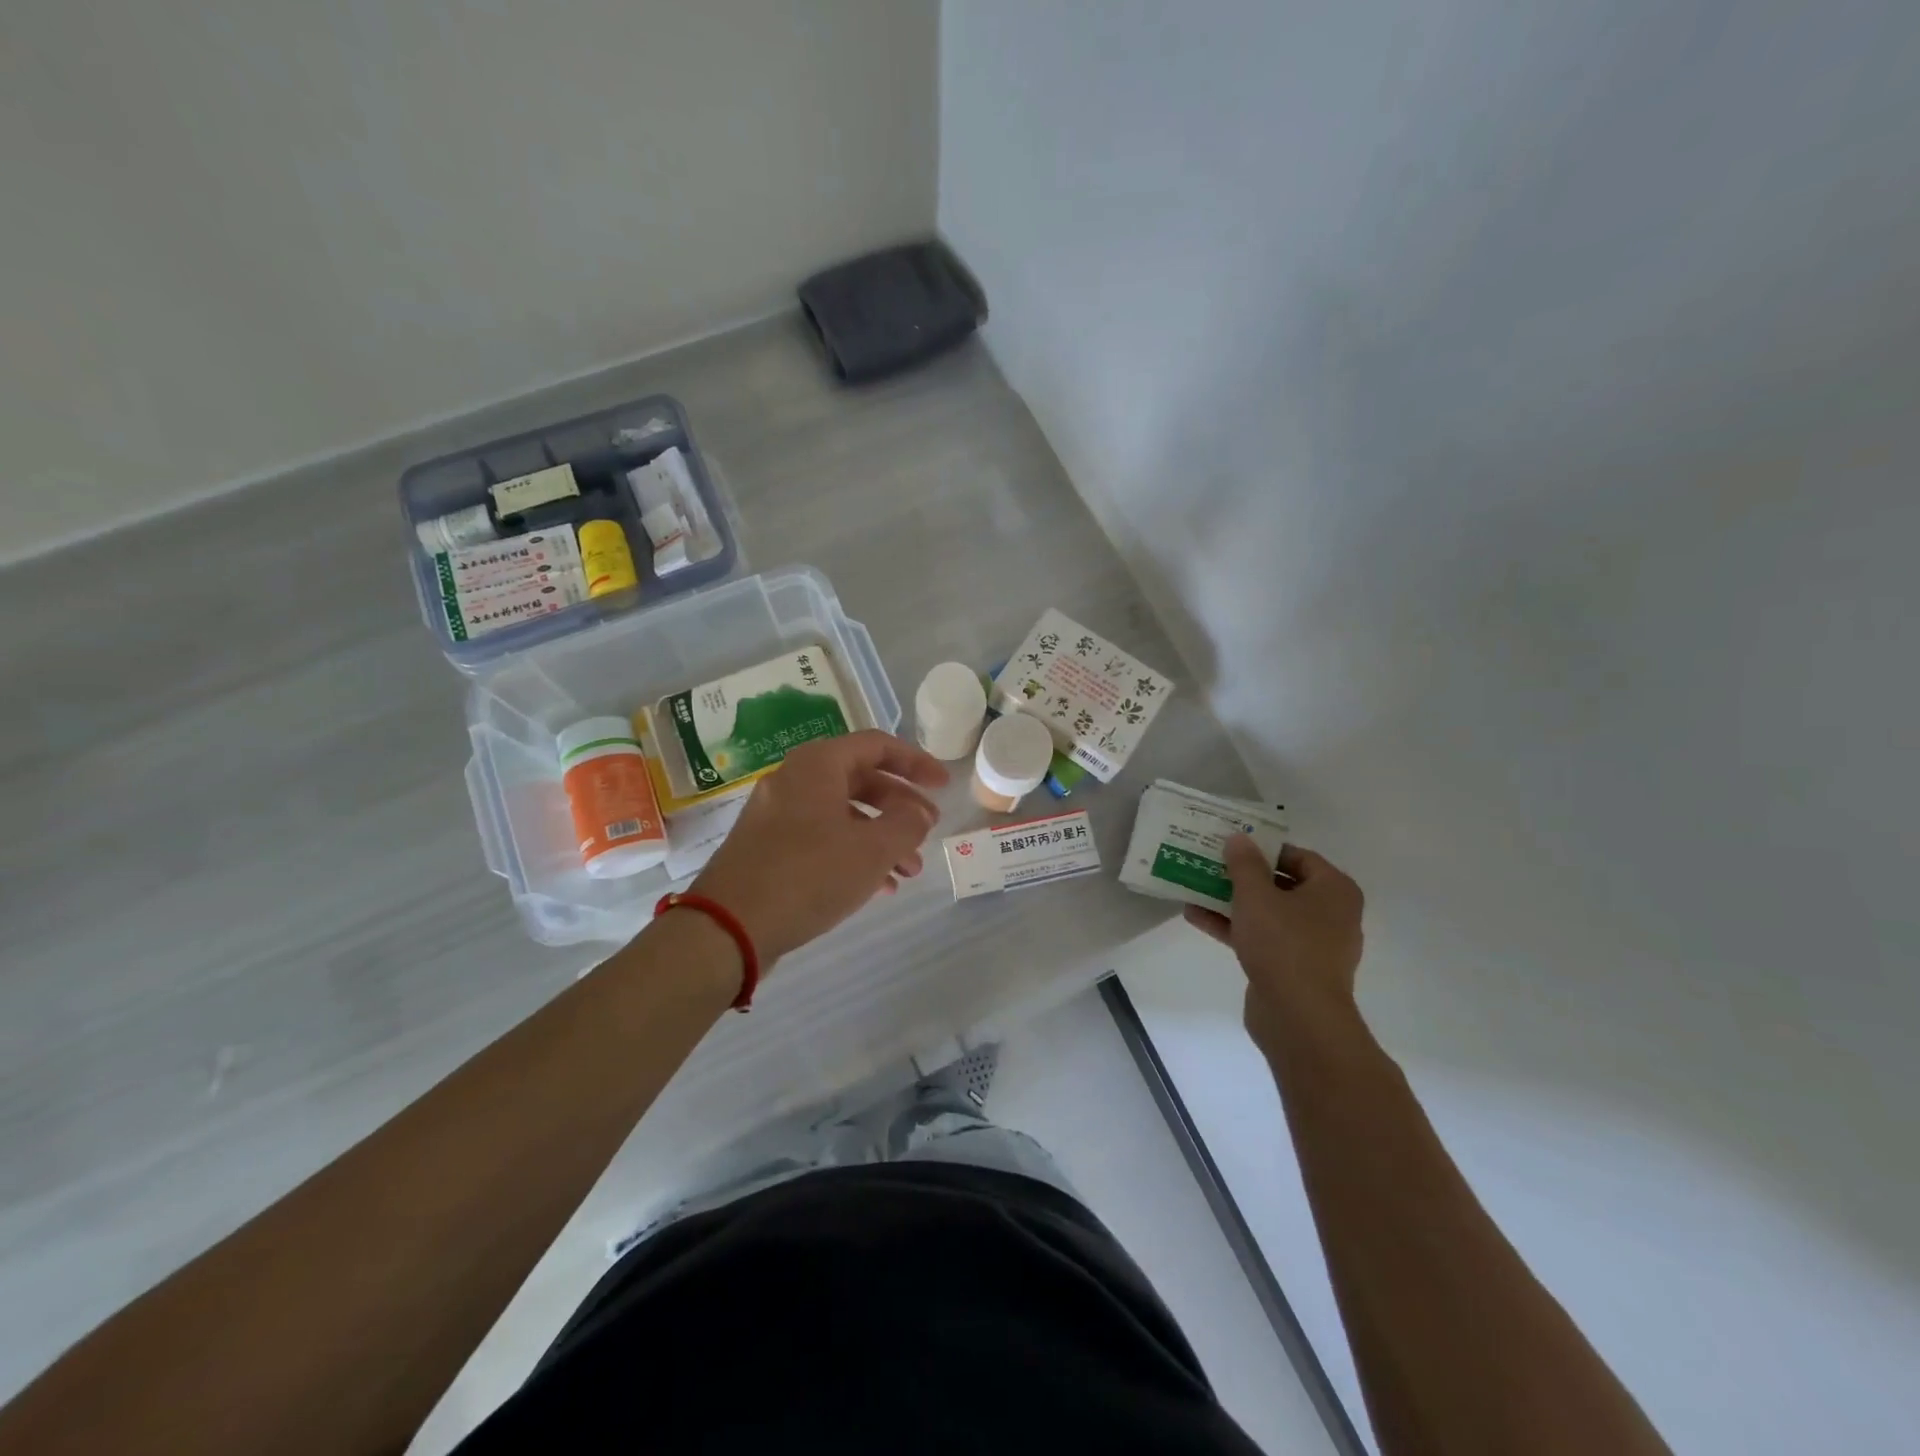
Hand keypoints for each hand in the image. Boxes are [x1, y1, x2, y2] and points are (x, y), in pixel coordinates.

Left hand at [689, 730, 947, 966]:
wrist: (728, 928)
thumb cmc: (809, 875)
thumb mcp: (873, 849)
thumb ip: (907, 824)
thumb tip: (918, 813)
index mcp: (818, 765)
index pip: (878, 746)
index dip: (916, 763)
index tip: (943, 786)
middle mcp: (795, 780)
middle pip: (862, 780)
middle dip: (901, 807)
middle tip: (930, 830)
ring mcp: (777, 815)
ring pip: (844, 814)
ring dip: (882, 837)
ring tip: (911, 871)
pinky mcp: (769, 848)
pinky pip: (822, 838)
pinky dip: (854, 853)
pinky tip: (879, 886)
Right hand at [1185, 838, 1365, 1058]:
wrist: (1299, 1017)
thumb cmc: (1284, 944)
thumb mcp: (1256, 895)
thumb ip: (1244, 864)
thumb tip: (1238, 838)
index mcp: (1334, 890)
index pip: (1297, 856)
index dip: (1262, 848)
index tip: (1230, 845)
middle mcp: (1330, 914)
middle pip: (1281, 884)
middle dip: (1243, 876)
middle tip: (1210, 863)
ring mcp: (1312, 944)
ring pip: (1268, 912)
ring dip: (1232, 901)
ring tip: (1195, 887)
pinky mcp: (1293, 968)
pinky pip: (1262, 938)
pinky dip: (1234, 927)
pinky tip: (1196, 917)